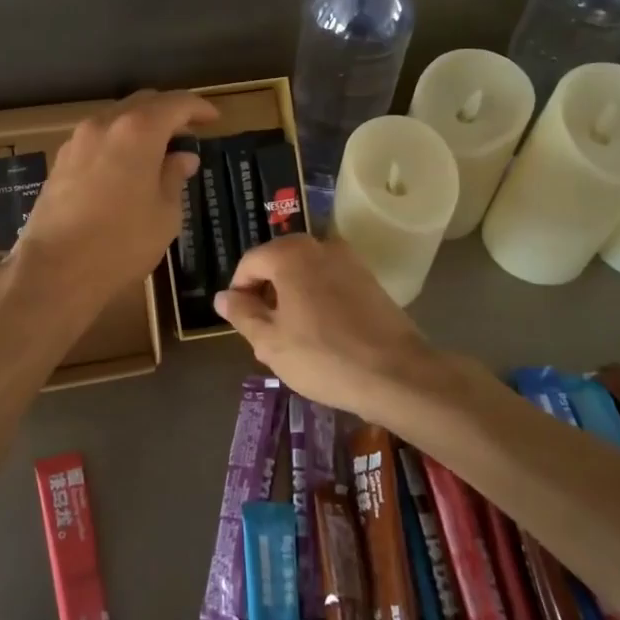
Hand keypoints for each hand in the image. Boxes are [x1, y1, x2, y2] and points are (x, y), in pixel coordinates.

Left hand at [13, 90, 215, 317]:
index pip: (175, 104)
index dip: (198, 108)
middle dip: (168, 113)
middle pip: (142, 103)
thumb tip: (182, 158)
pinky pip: (97, 139)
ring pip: (116, 119)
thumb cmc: (122, 242)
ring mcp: (77, 141)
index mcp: (138, 130)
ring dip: (140, 127)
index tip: (213, 119)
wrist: (56, 268)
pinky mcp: (60, 161)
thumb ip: (174, 177)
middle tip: (187, 134)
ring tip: (157, 152)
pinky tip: (125, 168)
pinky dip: (117, 142)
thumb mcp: (165, 214)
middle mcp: (105, 124)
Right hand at [215, 235, 444, 418]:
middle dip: (266, 296)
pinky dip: (318, 302)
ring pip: (305, 275)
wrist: (396, 374)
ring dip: (292, 300)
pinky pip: (330, 283)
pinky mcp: (370, 279)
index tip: (241, 323)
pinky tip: (322, 337)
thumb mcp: (270, 342)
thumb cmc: (323, 356)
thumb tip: (223, 297)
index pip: (249, 263)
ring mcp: (349, 260)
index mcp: (290, 253)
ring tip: (293, 341)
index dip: (238, 292)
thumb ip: (241, 314)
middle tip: (265, 336)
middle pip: (278, 265)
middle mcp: (319, 245)